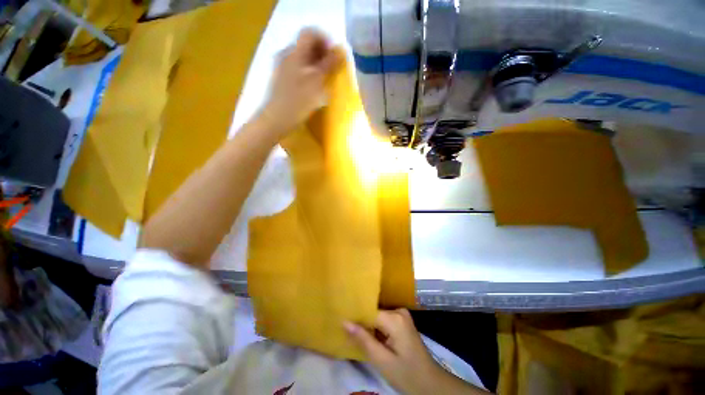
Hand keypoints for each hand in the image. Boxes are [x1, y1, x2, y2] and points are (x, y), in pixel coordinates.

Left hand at [261, 28, 341, 133]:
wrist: (277, 119)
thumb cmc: (298, 101)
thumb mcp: (316, 82)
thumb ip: (328, 64)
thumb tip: (339, 50)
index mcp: (294, 52)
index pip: (310, 33)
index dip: (324, 40)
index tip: (333, 56)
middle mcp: (286, 55)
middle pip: (306, 45)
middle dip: (321, 53)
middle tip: (331, 69)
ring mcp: (282, 67)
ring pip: (302, 58)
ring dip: (316, 64)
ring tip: (324, 79)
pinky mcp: (282, 79)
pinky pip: (298, 69)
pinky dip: (308, 73)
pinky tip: (313, 87)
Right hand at [345, 309, 445, 394]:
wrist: (431, 383)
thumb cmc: (407, 374)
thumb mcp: (382, 361)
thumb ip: (363, 340)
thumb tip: (344, 322)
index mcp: (395, 318)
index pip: (368, 311)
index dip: (355, 316)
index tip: (340, 318)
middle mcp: (398, 311)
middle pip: (373, 312)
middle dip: (360, 321)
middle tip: (344, 328)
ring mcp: (401, 315)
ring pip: (377, 316)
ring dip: (366, 324)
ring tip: (351, 331)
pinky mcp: (401, 321)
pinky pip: (383, 320)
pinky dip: (374, 327)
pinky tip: (366, 335)